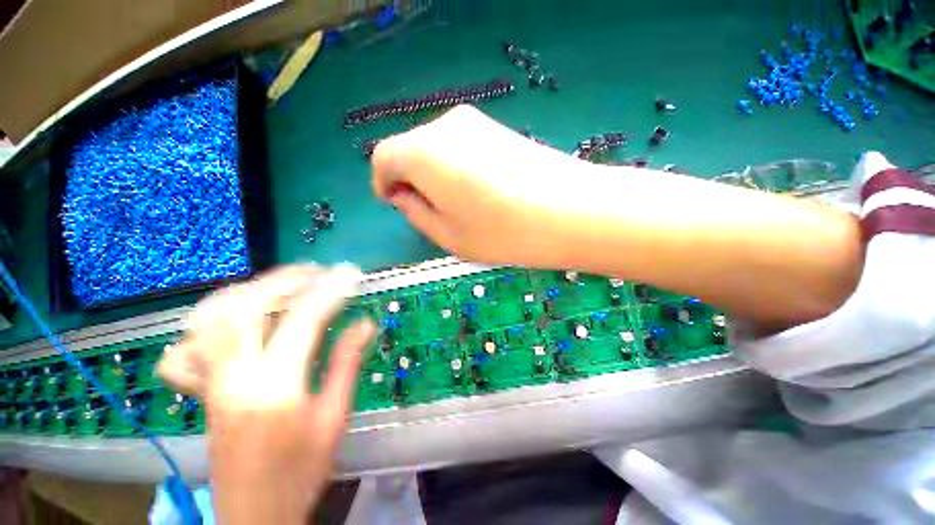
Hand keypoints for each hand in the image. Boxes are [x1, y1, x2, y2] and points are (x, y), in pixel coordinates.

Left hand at [156, 265, 375, 524]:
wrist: (254, 514)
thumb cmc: (301, 470)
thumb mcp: (334, 417)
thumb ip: (346, 364)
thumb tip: (365, 323)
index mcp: (275, 387)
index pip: (303, 320)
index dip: (329, 290)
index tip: (350, 274)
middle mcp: (234, 378)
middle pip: (246, 308)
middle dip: (284, 279)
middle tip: (315, 271)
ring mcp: (212, 383)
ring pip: (212, 319)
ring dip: (249, 291)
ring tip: (281, 283)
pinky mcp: (203, 391)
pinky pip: (190, 346)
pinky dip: (209, 321)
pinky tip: (232, 317)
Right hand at [371, 104, 596, 264]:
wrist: (571, 211)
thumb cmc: (502, 232)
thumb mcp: (448, 236)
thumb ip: (416, 213)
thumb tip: (404, 196)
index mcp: (423, 152)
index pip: (384, 158)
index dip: (383, 182)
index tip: (394, 203)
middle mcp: (445, 126)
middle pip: (410, 150)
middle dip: (410, 179)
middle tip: (429, 211)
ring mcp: (477, 123)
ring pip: (437, 148)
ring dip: (435, 175)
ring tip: (459, 206)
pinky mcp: (499, 129)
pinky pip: (462, 147)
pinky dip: (458, 168)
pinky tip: (480, 192)